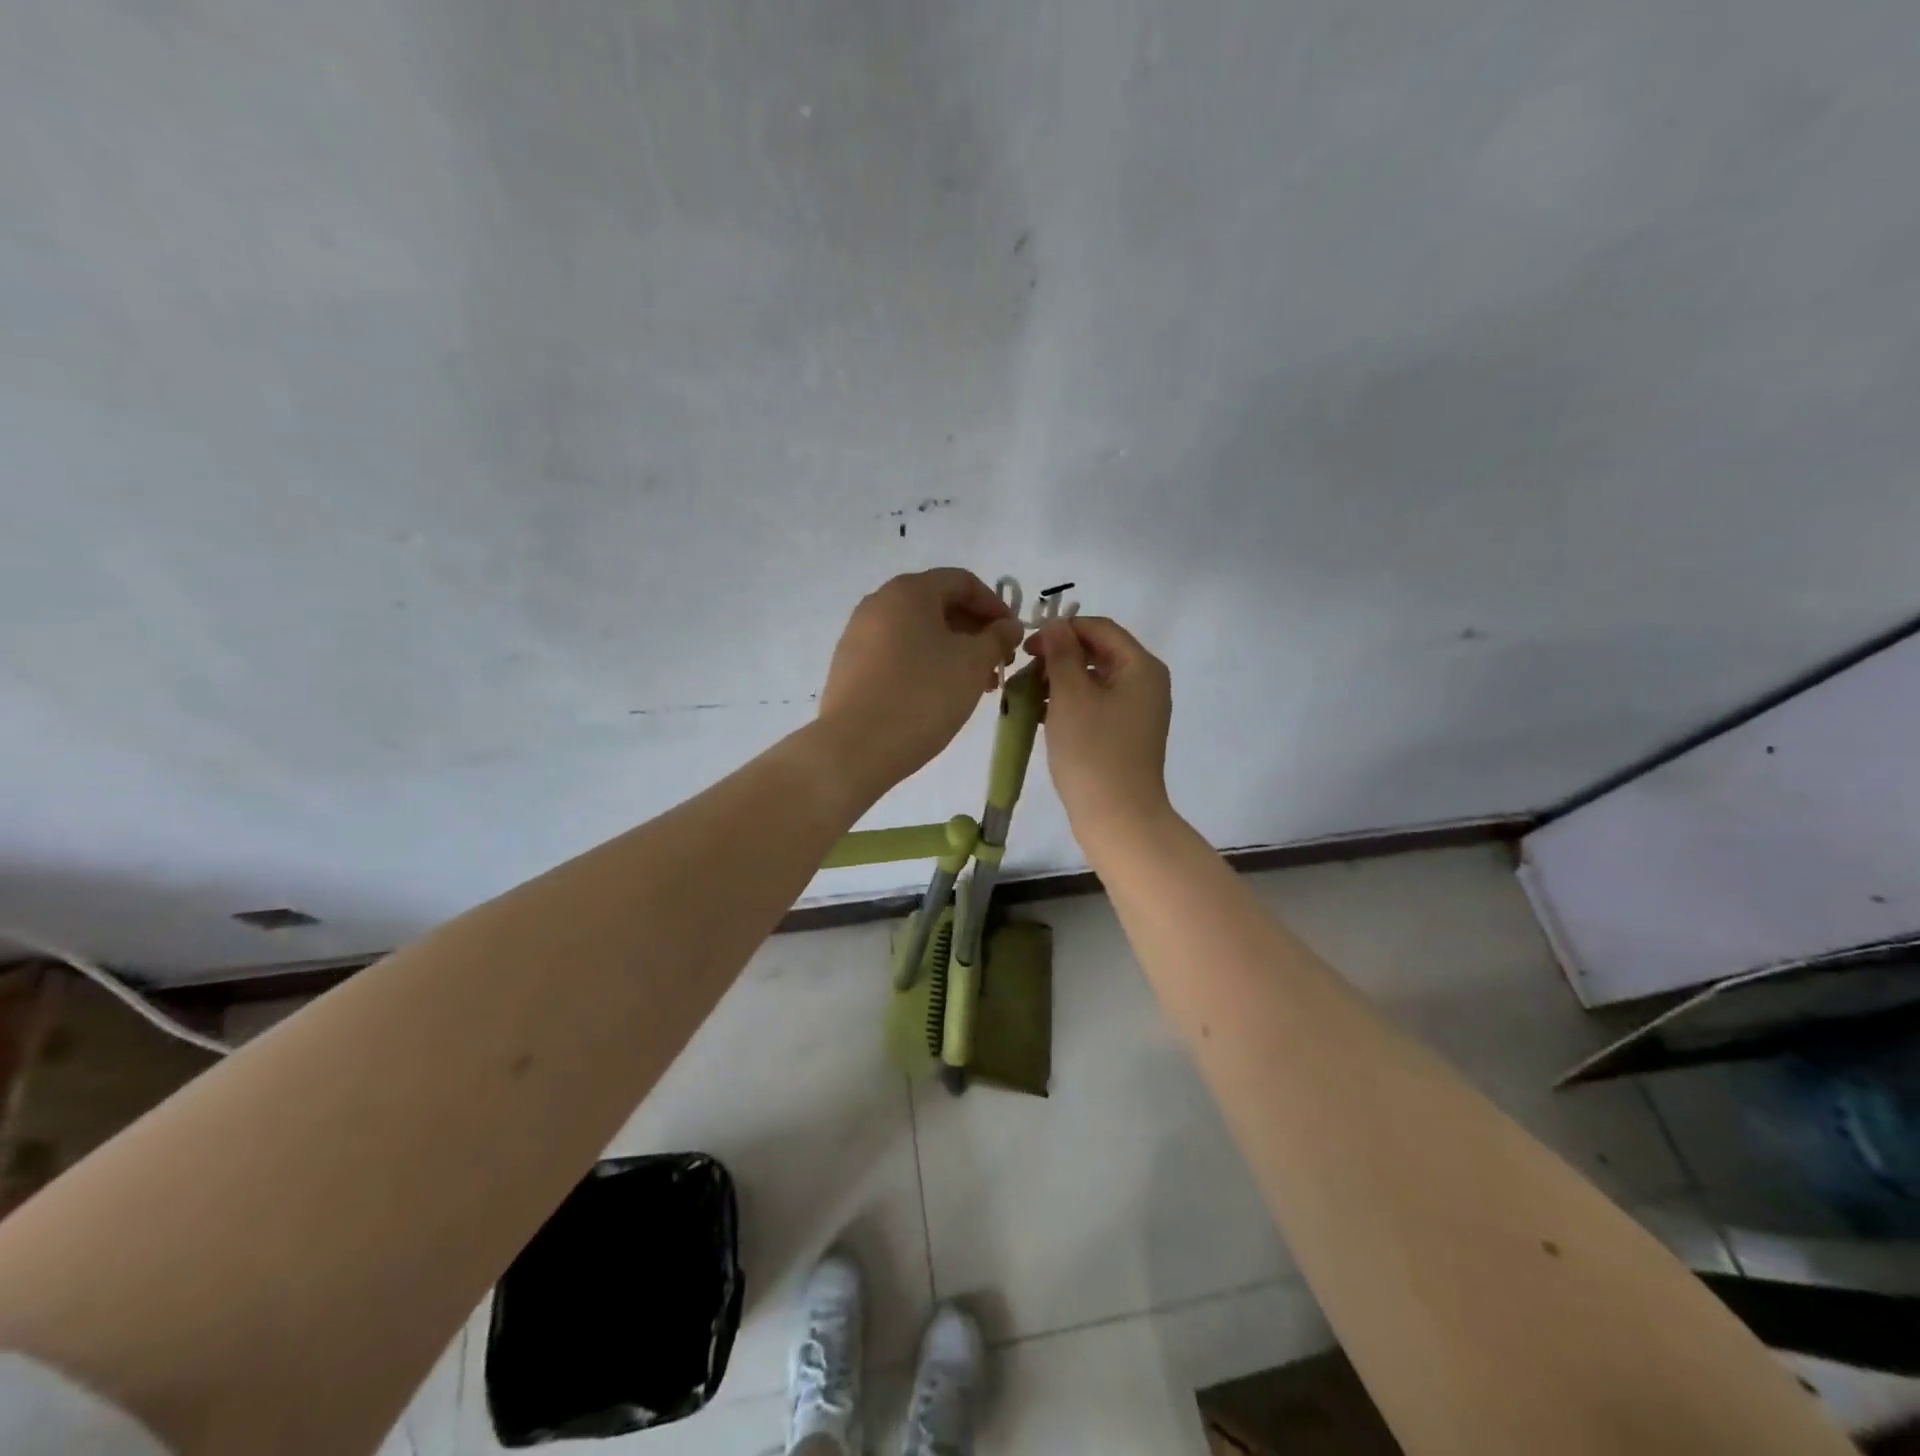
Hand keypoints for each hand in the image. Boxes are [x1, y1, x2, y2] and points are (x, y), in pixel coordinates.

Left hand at [818, 569, 1023, 792]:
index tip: (1013, 637)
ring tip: (973, 686)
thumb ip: (997, 637)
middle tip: (997, 665)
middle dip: (974, 632)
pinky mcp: (849, 666)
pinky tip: (938, 696)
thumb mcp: (972, 664)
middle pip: (938, 605)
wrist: (855, 747)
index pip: (963, 582)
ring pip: (918, 633)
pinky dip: (924, 665)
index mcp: (909, 591)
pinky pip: (896, 654)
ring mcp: (858, 634)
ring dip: (952, 652)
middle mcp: (879, 603)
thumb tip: (1008, 625)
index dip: (995, 606)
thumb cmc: (922, 696)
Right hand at [1028, 616, 1173, 838]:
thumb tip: (1056, 625)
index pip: (1100, 629)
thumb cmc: (1093, 752)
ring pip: (1093, 681)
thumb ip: (1062, 654)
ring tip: (1025, 697)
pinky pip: (1095, 706)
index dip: (1062, 630)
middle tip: (1022, 673)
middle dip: (1057, 658)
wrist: (1118, 818)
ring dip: (1058, 682)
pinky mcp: (1125, 735)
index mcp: (1141, 667)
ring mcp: (1137, 711)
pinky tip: (1039, 716)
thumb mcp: (1071, 696)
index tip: (1026, 648)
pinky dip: (1068, 705)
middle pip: (1097, 653)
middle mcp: (1145, 683)